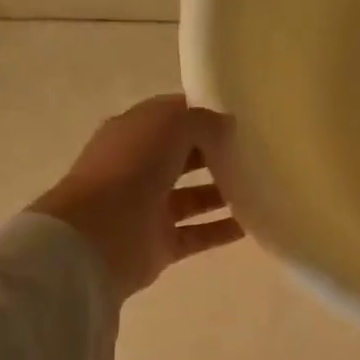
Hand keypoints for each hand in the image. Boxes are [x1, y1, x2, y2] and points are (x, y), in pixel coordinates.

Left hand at [29, 95, 243, 292]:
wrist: (98, 237)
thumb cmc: (129, 169)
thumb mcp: (168, 126)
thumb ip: (201, 121)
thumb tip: (227, 125)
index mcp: (133, 135)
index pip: (172, 118)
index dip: (202, 114)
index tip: (241, 117)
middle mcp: (139, 169)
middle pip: (185, 157)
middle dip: (217, 154)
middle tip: (256, 154)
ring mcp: (149, 209)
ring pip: (194, 197)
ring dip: (224, 192)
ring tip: (261, 188)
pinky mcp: (161, 244)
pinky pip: (199, 233)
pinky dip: (223, 230)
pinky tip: (253, 224)